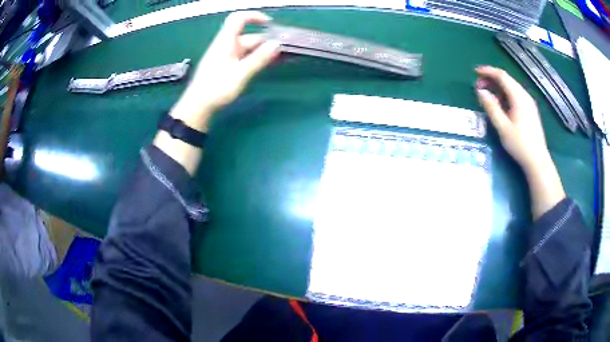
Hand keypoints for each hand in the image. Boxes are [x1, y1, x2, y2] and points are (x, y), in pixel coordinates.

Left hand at [170, 11, 280, 131]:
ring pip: (248, 48)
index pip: (239, 19)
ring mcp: (226, 56)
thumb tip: (277, 44)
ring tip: (280, 59)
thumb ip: (259, 58)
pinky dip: (256, 58)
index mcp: (226, 42)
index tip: (270, 24)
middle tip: (284, 51)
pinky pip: (244, 57)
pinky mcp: (226, 65)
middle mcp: (226, 45)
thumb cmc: (216, 89)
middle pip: (249, 36)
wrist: (197, 106)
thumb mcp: (240, 74)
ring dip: (263, 52)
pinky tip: (266, 64)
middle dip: (266, 41)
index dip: (254, 16)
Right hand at [475, 66, 563, 218]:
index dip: (488, 71)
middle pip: (507, 80)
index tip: (475, 72)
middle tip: (479, 87)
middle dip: (491, 79)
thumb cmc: (520, 145)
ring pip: (511, 88)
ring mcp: (529, 103)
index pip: (502, 76)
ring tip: (488, 97)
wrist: (537, 161)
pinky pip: (516, 96)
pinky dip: (505, 95)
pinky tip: (501, 105)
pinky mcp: (530, 110)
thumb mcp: (502, 127)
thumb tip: (480, 91)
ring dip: (498, 88)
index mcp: (518, 97)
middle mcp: (525, 96)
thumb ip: (491, 107)